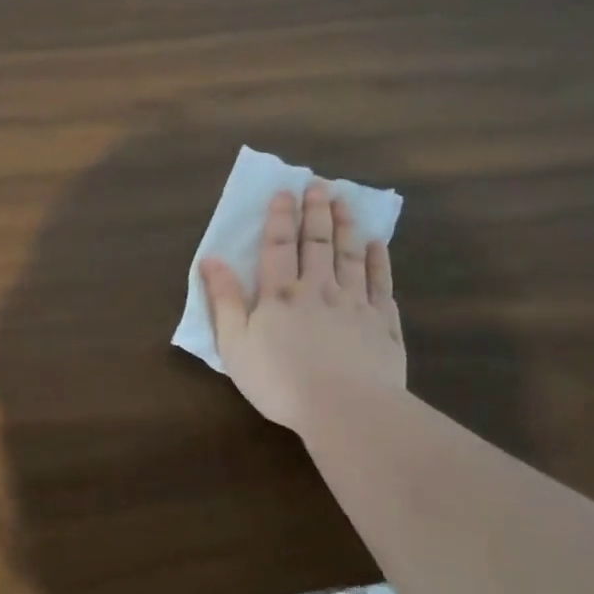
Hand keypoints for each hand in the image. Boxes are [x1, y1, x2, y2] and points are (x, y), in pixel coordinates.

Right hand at [200, 181, 405, 431]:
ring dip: (346, 226)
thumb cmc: (279, 380)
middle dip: (316, 211)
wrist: (344, 408)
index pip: (279, 246)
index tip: (284, 191)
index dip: (280, 217)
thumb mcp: (234, 344)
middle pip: (318, 243)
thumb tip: (210, 259)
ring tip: (345, 202)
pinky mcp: (383, 324)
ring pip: (351, 256)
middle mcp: (319, 289)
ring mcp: (355, 304)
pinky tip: (377, 245)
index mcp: (280, 294)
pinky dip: (378, 261)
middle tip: (319, 185)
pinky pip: (381, 283)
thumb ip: (223, 299)